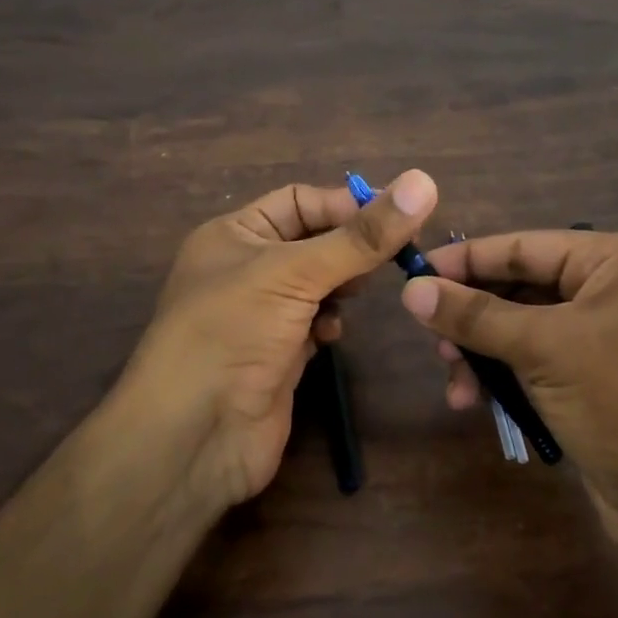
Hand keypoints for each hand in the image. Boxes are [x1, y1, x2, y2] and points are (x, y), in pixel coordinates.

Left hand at [120, 171, 436, 507]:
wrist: (194, 435)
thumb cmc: (233, 332)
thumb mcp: (295, 273)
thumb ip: (361, 236)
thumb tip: (424, 182)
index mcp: (234, 234)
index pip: (300, 201)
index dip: (347, 205)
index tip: (399, 218)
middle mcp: (245, 268)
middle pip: (313, 242)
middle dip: (350, 248)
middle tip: (394, 256)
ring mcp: (262, 315)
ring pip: (319, 284)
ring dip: (342, 286)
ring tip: (357, 295)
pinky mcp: (278, 355)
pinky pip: (315, 324)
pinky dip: (329, 323)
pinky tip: (331, 335)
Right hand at [398, 230, 617, 555]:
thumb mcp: (545, 349)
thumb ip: (475, 316)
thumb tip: (411, 289)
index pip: (526, 247)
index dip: (467, 259)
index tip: (414, 273)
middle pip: (524, 290)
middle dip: (475, 318)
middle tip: (433, 342)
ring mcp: (615, 339)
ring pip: (527, 332)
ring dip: (486, 356)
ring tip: (456, 386)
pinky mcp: (605, 383)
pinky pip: (542, 365)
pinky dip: (508, 380)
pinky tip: (477, 403)